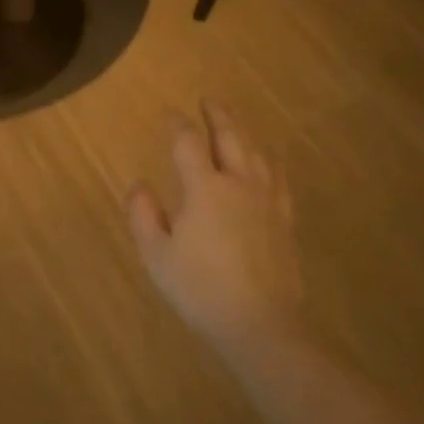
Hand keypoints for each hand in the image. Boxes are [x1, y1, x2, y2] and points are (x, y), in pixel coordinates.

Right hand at [126, 100, 304, 354]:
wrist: (259, 323)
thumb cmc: (199, 288)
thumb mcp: (156, 254)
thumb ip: (143, 214)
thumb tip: (139, 184)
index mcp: (204, 188)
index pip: (188, 143)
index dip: (177, 124)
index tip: (169, 114)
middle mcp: (239, 183)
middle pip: (230, 137)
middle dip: (218, 115)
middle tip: (209, 99)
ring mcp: (267, 201)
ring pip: (257, 153)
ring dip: (243, 132)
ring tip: (235, 122)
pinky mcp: (284, 220)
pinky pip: (279, 179)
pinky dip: (270, 162)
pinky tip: (268, 162)